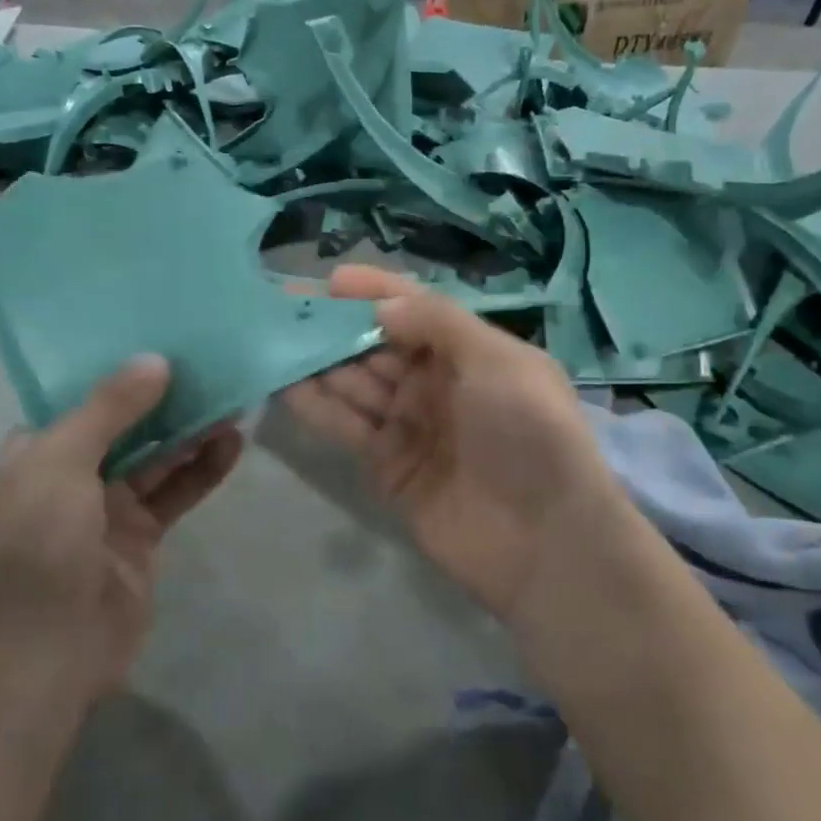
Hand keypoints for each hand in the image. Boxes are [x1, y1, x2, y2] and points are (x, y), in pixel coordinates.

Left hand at [0, 357, 243, 699]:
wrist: (42, 656)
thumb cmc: (38, 545)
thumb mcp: (62, 462)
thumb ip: (110, 409)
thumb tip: (155, 360)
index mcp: (39, 449)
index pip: (83, 394)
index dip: (122, 366)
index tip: (165, 333)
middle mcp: (73, 471)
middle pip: (128, 421)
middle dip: (168, 395)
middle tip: (215, 361)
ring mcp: (110, 506)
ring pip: (159, 455)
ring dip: (193, 430)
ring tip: (234, 397)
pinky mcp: (143, 536)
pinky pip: (178, 491)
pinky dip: (204, 468)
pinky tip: (234, 445)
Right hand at [282, 265, 628, 624]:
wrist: (546, 541)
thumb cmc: (528, 433)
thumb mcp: (495, 361)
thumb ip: (437, 324)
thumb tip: (381, 306)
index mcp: (470, 352)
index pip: (416, 310)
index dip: (375, 292)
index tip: (331, 280)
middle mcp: (438, 383)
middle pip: (377, 346)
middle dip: (335, 325)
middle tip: (285, 309)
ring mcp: (411, 425)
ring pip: (356, 384)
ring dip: (319, 363)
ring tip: (274, 341)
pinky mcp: (389, 466)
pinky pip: (348, 427)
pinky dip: (318, 407)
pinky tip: (285, 386)